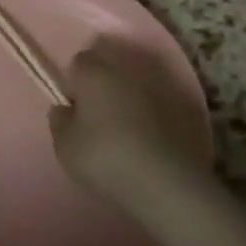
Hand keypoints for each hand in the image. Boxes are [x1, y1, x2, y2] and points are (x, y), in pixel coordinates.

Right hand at [49, 39, 211, 210]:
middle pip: (110, 69)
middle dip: (103, 86)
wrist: (168, 184)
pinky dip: (154, 118)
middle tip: (97, 117)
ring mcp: (158, 88)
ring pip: (136, 87)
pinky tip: (150, 142)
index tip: (74, 106)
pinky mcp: (185, 110)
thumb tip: (63, 109)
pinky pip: (160, 107)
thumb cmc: (106, 158)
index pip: (79, 61)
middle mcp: (126, 72)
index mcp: (94, 73)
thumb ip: (59, 122)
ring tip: (125, 131)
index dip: (75, 81)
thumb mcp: (66, 147)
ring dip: (129, 101)